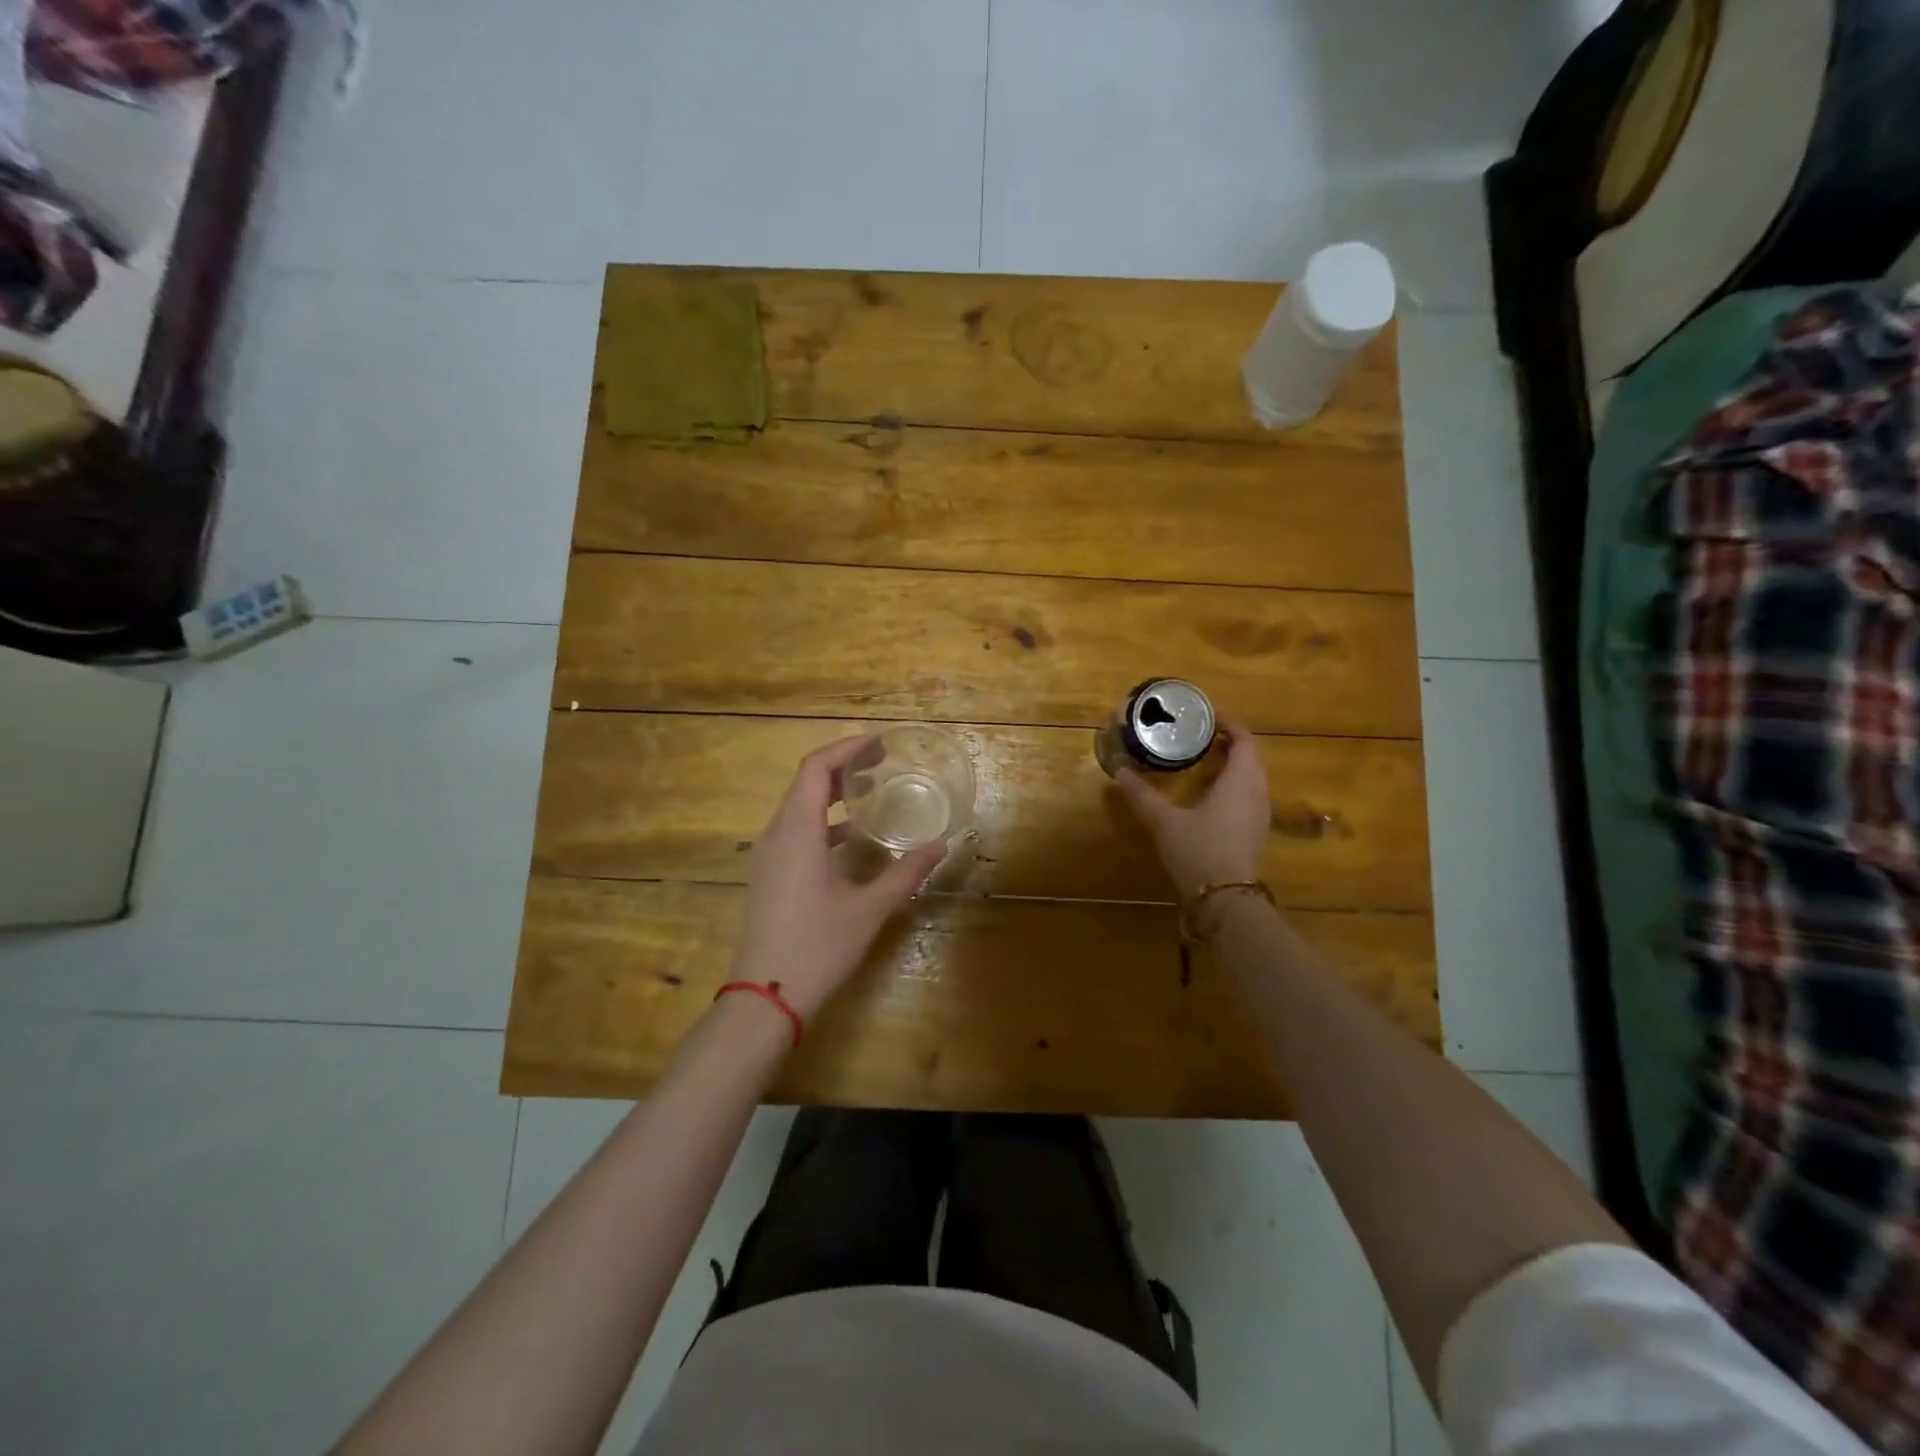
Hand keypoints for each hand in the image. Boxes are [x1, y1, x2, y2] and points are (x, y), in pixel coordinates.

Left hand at [732, 736, 947, 1021]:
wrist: (765, 997)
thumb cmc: (819, 947)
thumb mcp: (870, 908)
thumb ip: (905, 872)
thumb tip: (940, 845)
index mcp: (798, 831)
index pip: (816, 768)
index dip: (847, 749)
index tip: (880, 744)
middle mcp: (776, 834)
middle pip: (805, 782)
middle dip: (843, 766)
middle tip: (881, 762)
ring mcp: (767, 856)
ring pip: (797, 806)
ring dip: (831, 792)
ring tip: (870, 791)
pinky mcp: (767, 875)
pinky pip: (793, 829)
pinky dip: (822, 820)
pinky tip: (849, 836)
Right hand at [1115, 714, 1270, 900]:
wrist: (1225, 900)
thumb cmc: (1198, 851)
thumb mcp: (1164, 821)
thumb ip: (1142, 795)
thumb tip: (1120, 772)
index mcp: (1240, 780)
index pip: (1245, 739)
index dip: (1230, 723)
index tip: (1208, 714)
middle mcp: (1257, 792)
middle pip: (1251, 756)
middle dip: (1230, 740)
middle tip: (1201, 733)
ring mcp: (1260, 813)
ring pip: (1252, 776)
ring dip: (1234, 762)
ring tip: (1205, 757)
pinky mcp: (1255, 830)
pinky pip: (1250, 793)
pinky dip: (1234, 781)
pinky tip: (1211, 791)